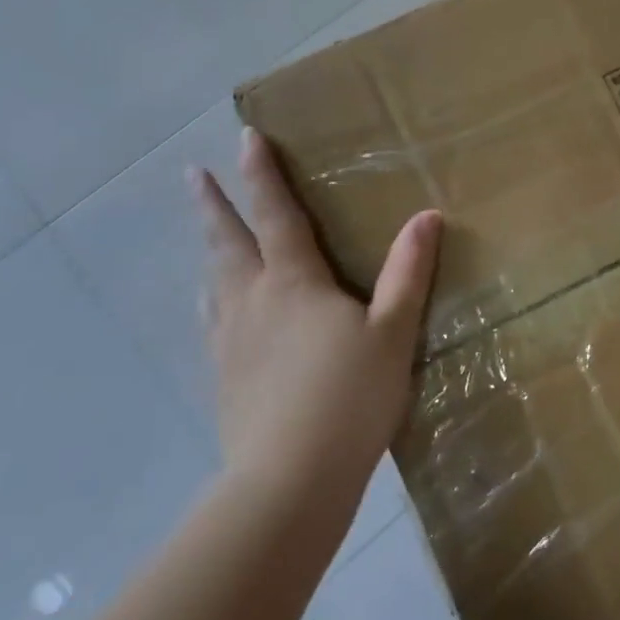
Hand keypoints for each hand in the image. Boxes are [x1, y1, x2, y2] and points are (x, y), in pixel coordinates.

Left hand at [190, 126, 441, 485]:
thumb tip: (427, 216)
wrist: (288, 482)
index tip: (245, 137)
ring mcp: (231, 341)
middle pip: (227, 242)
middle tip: (193, 175)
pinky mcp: (224, 377)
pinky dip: (213, 298)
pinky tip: (216, 310)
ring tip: (206, 235)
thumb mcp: (393, 332)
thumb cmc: (349, 397)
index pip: (274, 214)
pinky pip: (214, 320)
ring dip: (210, 249)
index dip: (261, 174)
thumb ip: (408, 273)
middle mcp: (252, 301)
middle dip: (213, 204)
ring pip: (214, 281)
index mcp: (293, 282)